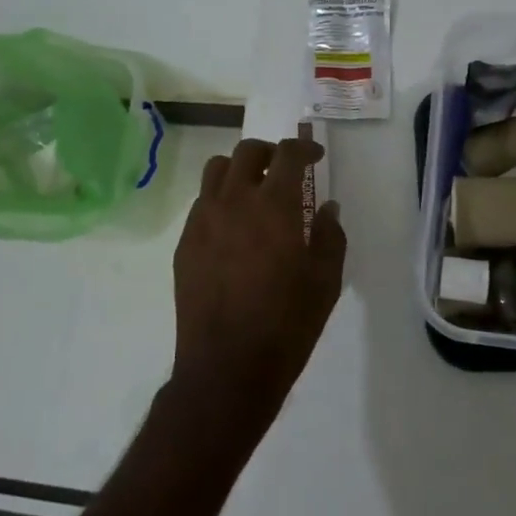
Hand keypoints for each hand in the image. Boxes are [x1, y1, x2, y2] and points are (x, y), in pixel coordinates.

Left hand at [169, 136, 346, 438]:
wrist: (227, 367)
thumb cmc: (287, 325)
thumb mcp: (326, 282)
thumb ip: (330, 235)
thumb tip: (326, 208)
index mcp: (274, 205)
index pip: (287, 154)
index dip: (304, 148)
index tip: (315, 157)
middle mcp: (233, 201)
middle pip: (246, 152)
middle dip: (270, 152)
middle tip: (284, 170)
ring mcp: (203, 220)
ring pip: (216, 171)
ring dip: (239, 170)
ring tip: (254, 192)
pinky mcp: (184, 243)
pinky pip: (201, 203)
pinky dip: (220, 200)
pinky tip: (233, 229)